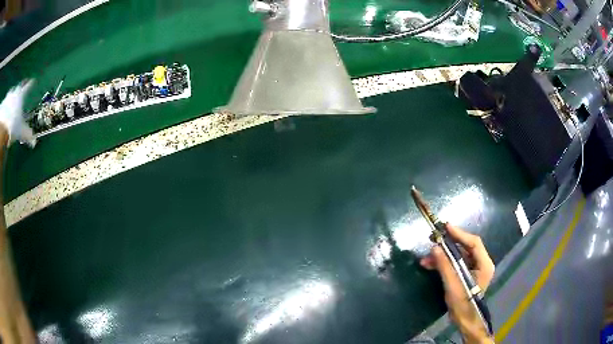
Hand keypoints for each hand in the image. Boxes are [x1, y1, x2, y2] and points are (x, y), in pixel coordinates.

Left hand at [0, 80, 36, 147]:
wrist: (3, 128)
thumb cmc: (13, 125)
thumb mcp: (21, 131)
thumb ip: (27, 135)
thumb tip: (34, 141)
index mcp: (21, 95)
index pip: (28, 87)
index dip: (31, 84)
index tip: (34, 81)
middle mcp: (16, 92)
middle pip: (20, 86)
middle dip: (22, 85)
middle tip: (23, 83)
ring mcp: (9, 97)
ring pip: (13, 92)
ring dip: (13, 94)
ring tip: (13, 97)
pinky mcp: (5, 104)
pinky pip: (7, 101)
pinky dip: (7, 103)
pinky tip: (7, 108)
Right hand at [420, 224, 494, 343]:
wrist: (464, 319)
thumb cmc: (462, 303)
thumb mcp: (453, 284)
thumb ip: (445, 265)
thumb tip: (434, 247)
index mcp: (484, 264)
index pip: (474, 243)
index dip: (460, 234)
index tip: (446, 227)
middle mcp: (481, 263)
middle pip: (465, 248)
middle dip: (448, 245)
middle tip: (434, 239)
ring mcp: (474, 268)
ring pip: (458, 256)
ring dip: (442, 256)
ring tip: (426, 258)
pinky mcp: (466, 274)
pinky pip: (455, 263)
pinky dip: (443, 263)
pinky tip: (430, 265)